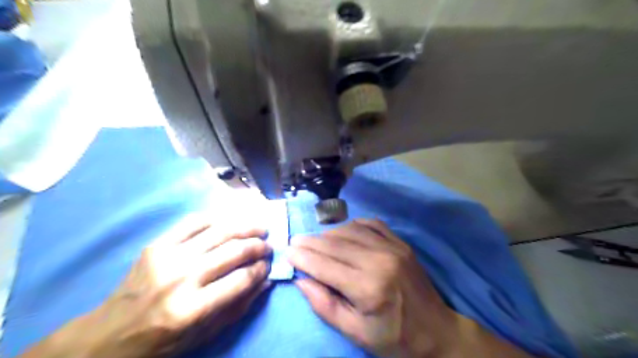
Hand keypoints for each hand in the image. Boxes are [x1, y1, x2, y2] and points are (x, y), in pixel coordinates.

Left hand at [20, 215, 270, 355]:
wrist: (109, 335)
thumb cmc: (162, 341)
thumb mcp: (205, 335)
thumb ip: (239, 306)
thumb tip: (266, 280)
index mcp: (192, 309)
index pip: (241, 279)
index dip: (261, 268)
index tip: (268, 264)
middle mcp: (181, 279)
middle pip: (233, 251)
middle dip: (258, 246)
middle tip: (267, 245)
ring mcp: (168, 257)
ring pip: (219, 231)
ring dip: (245, 227)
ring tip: (258, 228)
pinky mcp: (157, 244)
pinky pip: (194, 221)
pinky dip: (217, 218)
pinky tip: (229, 221)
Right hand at [287, 219, 456, 356]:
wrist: (437, 331)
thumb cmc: (394, 338)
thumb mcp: (355, 333)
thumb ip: (325, 305)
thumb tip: (301, 280)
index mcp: (368, 287)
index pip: (325, 265)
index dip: (303, 258)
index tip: (287, 253)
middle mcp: (380, 260)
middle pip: (335, 244)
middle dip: (310, 242)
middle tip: (295, 243)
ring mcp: (393, 247)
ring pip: (350, 230)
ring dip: (328, 233)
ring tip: (315, 240)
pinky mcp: (400, 242)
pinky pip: (371, 224)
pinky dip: (352, 224)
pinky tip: (343, 231)